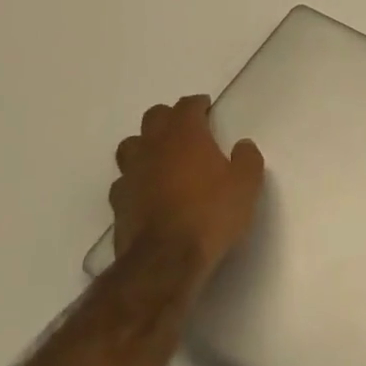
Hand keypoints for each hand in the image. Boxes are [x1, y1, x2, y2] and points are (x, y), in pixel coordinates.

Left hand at [109, 95, 264, 278]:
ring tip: (162, 157)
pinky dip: (136, 179)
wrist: (166, 261)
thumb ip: (247, 159)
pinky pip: (124, 180)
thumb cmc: (211, 214)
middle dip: (170, 118)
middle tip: (186, 129)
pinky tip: (147, 190)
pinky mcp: (118, 202)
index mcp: (185, 135)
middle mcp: (153, 147)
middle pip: (154, 117)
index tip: (206, 108)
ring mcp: (131, 174)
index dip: (197, 104)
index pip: (186, 106)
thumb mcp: (246, 185)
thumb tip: (242, 145)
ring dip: (146, 145)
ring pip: (131, 145)